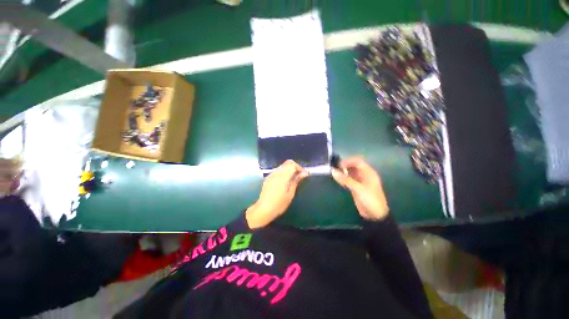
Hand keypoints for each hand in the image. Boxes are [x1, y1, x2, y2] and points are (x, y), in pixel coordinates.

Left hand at [246, 160, 308, 228]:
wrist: (263, 209)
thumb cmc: (279, 204)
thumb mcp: (290, 193)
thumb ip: (296, 180)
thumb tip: (305, 172)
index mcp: (283, 176)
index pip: (292, 164)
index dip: (299, 167)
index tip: (304, 174)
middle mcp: (276, 173)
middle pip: (287, 163)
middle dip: (295, 167)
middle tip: (299, 176)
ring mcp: (271, 174)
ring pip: (282, 166)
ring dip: (289, 169)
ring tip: (293, 179)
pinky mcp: (268, 177)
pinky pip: (278, 170)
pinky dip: (283, 172)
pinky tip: (285, 181)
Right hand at [331, 157, 388, 220]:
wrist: (375, 215)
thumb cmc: (370, 199)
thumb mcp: (358, 188)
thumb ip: (345, 179)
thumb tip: (333, 171)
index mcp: (368, 172)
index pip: (357, 162)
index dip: (348, 161)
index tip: (338, 165)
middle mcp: (364, 175)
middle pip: (353, 166)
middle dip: (344, 166)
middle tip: (334, 169)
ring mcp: (359, 181)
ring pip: (349, 173)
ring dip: (342, 172)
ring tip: (334, 174)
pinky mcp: (355, 187)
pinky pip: (348, 180)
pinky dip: (342, 179)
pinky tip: (337, 180)